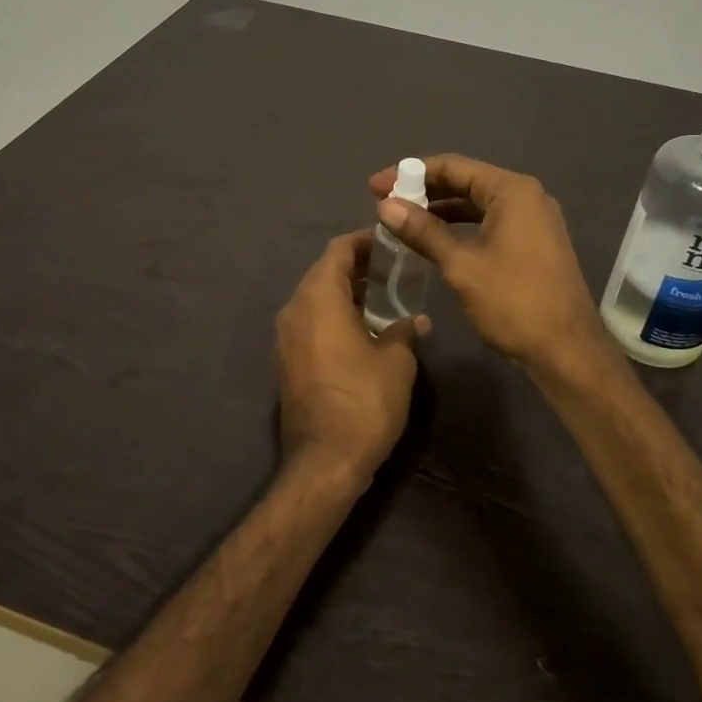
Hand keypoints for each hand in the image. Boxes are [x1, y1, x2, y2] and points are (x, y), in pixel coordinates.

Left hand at [274, 231, 427, 483]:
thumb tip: (416, 320)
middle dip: (357, 267)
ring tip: (384, 297)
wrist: (325, 461)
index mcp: (318, 298)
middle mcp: (295, 309)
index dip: (364, 241)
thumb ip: (404, 331)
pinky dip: (335, 316)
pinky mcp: (287, 361)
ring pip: (316, 299)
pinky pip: (311, 323)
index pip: (338, 251)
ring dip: (347, 293)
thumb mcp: (396, 362)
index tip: (390, 241)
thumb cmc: (364, 401)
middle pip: (324, 272)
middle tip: (393, 268)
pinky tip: (365, 329)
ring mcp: (286, 337)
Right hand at [369, 155, 607, 374]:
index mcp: (512, 191)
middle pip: (465, 182)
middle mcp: (526, 197)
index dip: (410, 173)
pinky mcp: (533, 244)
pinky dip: (460, 228)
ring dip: (440, 210)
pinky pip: (489, 223)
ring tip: (402, 221)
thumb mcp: (461, 265)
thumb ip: (423, 231)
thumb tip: (385, 206)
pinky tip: (434, 241)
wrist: (566, 350)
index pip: (453, 167)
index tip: (375, 186)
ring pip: (477, 204)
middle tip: (384, 203)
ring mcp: (533, 221)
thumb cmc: (513, 301)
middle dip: (424, 191)